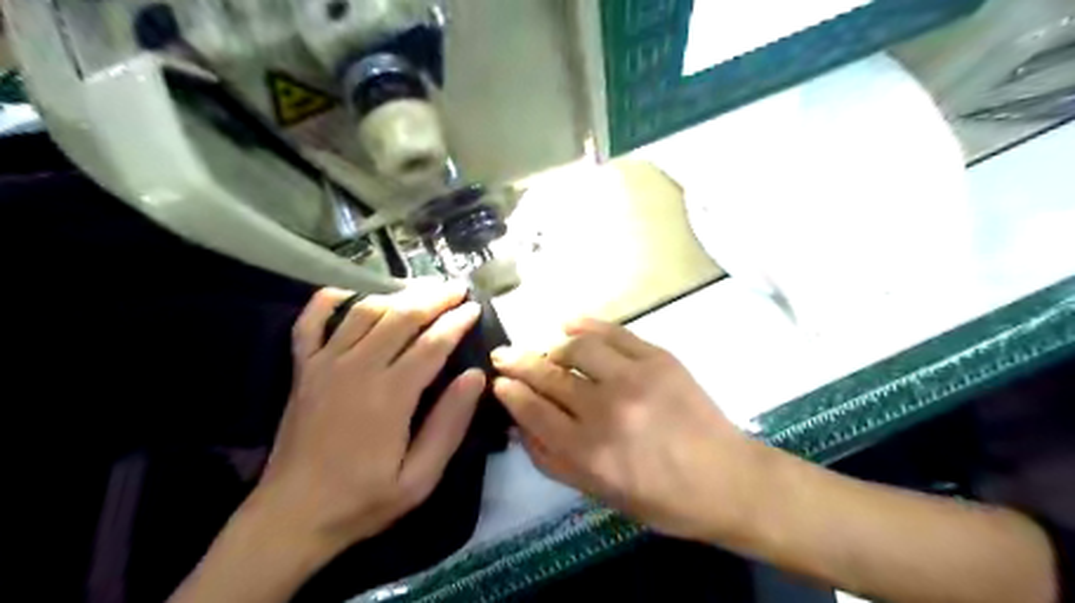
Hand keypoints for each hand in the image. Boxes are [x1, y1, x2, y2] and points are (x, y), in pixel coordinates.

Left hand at [250, 283, 486, 550]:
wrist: (292, 516)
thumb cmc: (363, 500)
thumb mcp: (420, 478)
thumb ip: (449, 424)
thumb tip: (474, 376)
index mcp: (390, 395)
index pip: (432, 344)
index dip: (456, 322)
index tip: (475, 308)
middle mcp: (357, 369)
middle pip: (401, 317)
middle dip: (433, 298)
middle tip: (456, 288)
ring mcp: (324, 365)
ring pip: (364, 312)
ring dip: (396, 296)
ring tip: (420, 290)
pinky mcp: (302, 370)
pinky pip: (310, 323)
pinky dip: (326, 302)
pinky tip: (346, 293)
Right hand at [489, 320, 767, 541]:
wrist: (726, 478)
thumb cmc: (661, 497)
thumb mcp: (598, 493)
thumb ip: (552, 459)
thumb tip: (519, 424)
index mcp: (588, 452)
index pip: (532, 410)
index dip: (510, 392)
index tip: (498, 381)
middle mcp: (605, 410)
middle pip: (548, 376)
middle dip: (518, 362)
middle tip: (503, 354)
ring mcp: (634, 378)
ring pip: (576, 349)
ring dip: (553, 348)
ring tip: (549, 352)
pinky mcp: (658, 358)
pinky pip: (614, 332)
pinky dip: (586, 324)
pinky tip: (568, 323)